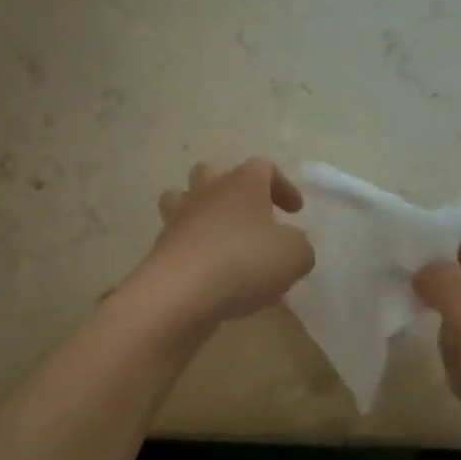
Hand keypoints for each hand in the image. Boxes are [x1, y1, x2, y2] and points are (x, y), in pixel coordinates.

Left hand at [133, 158, 314, 329]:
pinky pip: (179, 239)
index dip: (282, 186)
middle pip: (212, 172)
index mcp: (242, 183)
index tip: (295, 211)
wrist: (180, 293)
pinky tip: (211, 276)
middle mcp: (207, 192)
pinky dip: (194, 250)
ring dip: (202, 213)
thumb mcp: (294, 256)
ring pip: (183, 200)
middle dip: (232, 190)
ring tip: (220, 239)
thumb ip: (299, 245)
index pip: (263, 167)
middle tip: (250, 215)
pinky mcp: (161, 248)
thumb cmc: (244, 262)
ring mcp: (179, 218)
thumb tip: (290, 244)